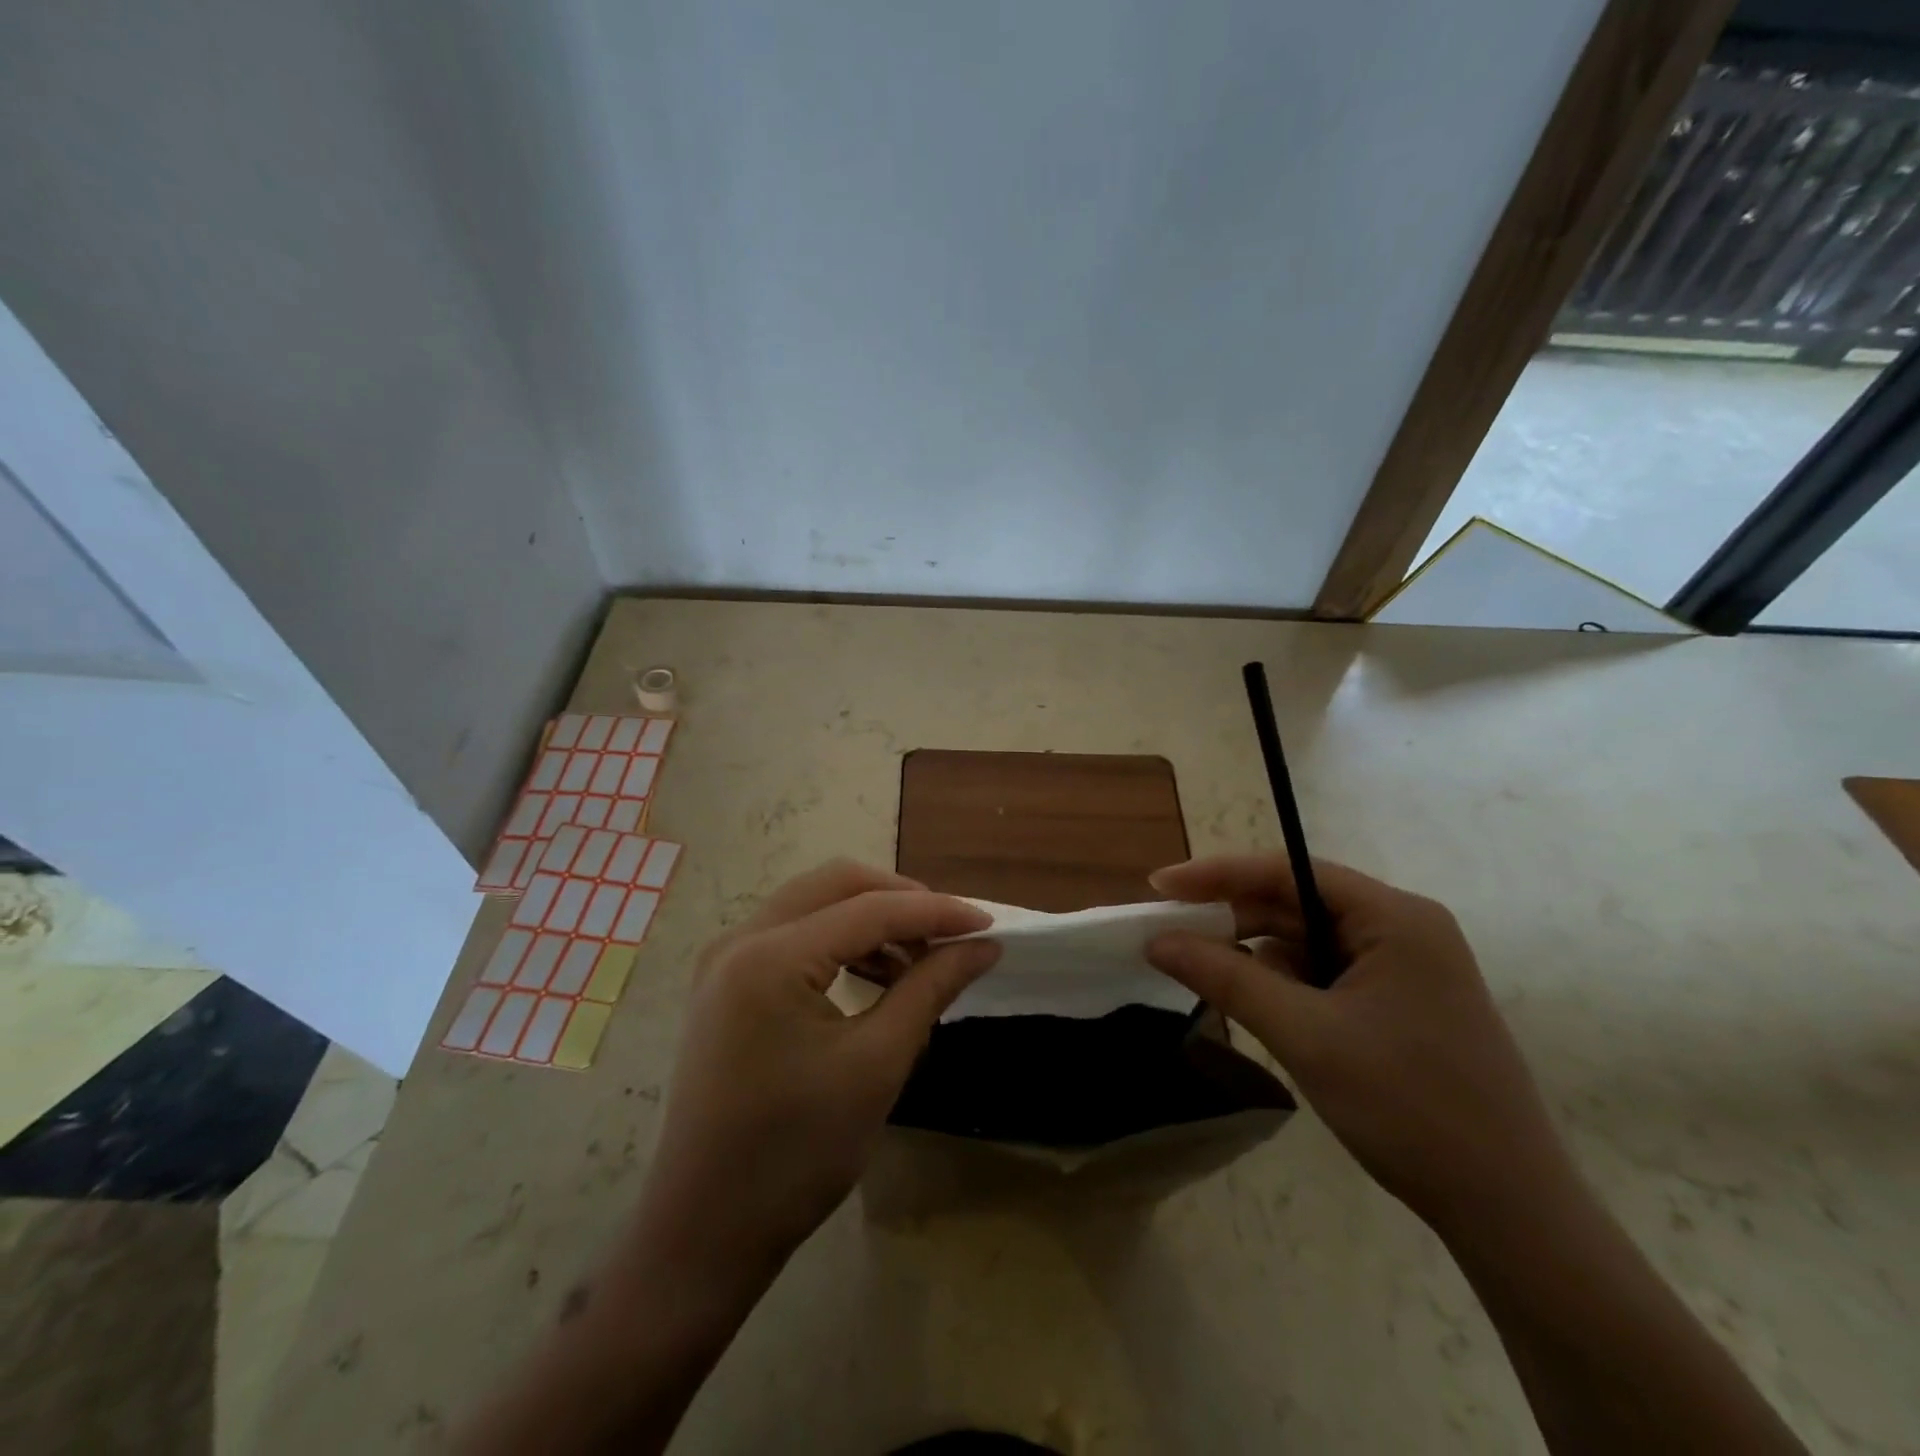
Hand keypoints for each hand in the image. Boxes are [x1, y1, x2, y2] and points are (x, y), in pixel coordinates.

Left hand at [627, 861, 998, 1306]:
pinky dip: (841, 943)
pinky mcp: (725, 984)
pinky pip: (793, 935)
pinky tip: (877, 976)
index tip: (989, 925)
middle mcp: (739, 940)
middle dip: (900, 900)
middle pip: (835, 885)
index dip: (936, 912)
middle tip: (951, 933)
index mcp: (770, 957)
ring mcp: (725, 960)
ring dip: (871, 920)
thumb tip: (983, 946)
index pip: (870, 909)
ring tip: (919, 961)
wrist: (706, 1231)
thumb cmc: (797, 1154)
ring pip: (814, 905)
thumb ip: (931, 988)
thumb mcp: (877, 1064)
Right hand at [1146, 855, 1578, 1236]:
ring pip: (1309, 942)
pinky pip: (1326, 975)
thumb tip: (1158, 941)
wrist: (1510, 1213)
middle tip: (1171, 937)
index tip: (1160, 886)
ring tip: (1208, 978)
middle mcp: (1403, 930)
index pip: (1289, 872)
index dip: (1218, 875)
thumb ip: (1226, 977)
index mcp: (1394, 918)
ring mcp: (1406, 968)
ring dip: (1258, 958)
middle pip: (1297, 904)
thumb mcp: (1304, 1035)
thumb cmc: (1408, 1107)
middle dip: (1234, 920)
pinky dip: (1286, 986)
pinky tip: (1260, 1009)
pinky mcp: (1402, 1004)